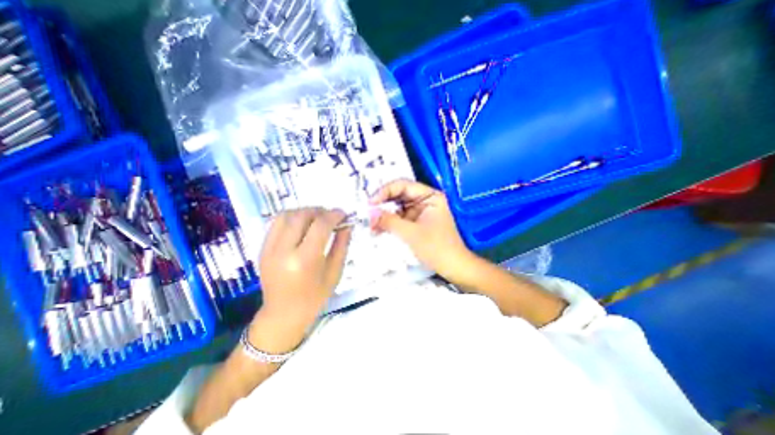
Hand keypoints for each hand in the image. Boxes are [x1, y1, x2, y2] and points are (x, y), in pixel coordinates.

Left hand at [253, 206, 353, 350]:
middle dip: (319, 210)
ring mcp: (269, 249)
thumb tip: (347, 225)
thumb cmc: (315, 297)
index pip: (320, 225)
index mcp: (305, 260)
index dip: (334, 215)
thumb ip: (342, 244)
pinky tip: (302, 224)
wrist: (283, 314)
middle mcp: (284, 251)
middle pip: (301, 216)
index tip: (343, 214)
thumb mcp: (335, 272)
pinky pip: (277, 223)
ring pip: (286, 215)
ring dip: (305, 211)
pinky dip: (292, 218)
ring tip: (317, 218)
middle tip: (331, 215)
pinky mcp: (262, 249)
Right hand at [371, 178, 474, 283]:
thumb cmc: (436, 248)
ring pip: (397, 207)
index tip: (370, 203)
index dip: (384, 191)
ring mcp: (420, 211)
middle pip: (399, 195)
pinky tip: (378, 229)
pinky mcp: (416, 222)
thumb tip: (370, 213)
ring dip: (384, 214)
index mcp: (430, 196)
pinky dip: (389, 223)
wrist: (453, 267)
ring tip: (371, 224)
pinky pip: (399, 218)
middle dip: (382, 203)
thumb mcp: (411, 233)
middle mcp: (425, 200)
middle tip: (367, 212)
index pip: (403, 185)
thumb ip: (389, 221)